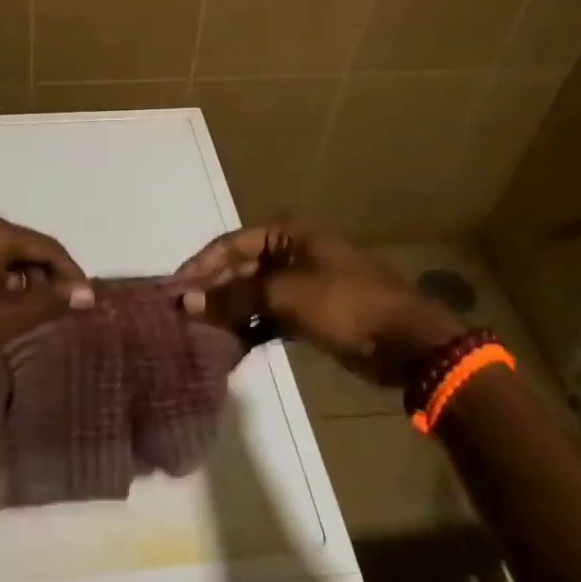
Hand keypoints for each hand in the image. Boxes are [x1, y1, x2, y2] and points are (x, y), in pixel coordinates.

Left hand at [0, 214, 94, 390]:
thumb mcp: (1, 322)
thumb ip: (47, 303)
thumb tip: (86, 294)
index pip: (46, 247)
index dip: (70, 274)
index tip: (84, 302)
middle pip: (23, 245)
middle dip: (45, 276)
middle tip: (59, 311)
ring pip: (0, 252)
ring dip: (19, 278)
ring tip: (30, 314)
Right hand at [172, 225, 461, 385]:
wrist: (407, 342)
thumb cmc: (345, 303)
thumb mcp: (285, 295)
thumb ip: (234, 297)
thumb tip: (186, 301)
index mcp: (287, 234)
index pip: (230, 244)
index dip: (199, 266)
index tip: (172, 290)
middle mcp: (291, 253)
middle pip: (239, 269)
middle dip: (212, 291)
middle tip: (181, 316)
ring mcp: (301, 285)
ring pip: (253, 295)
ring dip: (229, 312)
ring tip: (198, 333)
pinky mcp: (310, 314)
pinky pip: (269, 316)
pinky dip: (251, 328)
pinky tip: (229, 346)